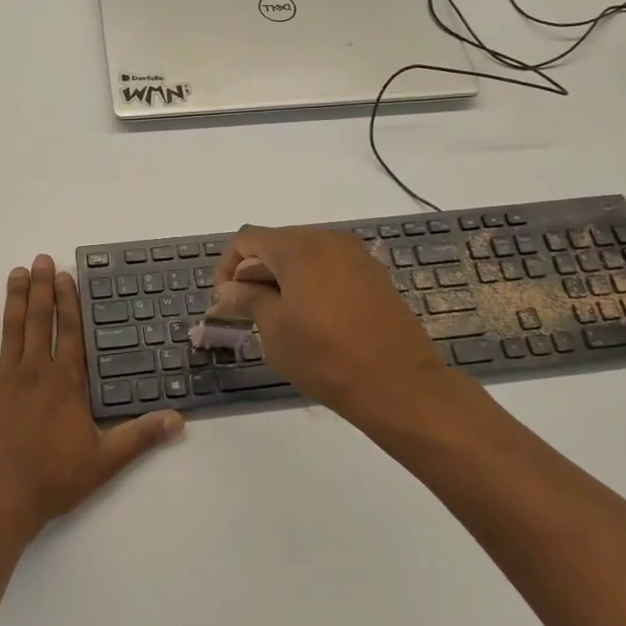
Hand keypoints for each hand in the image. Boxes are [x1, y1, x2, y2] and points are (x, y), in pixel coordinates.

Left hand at [0, 254, 182, 542]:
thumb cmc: (54, 480)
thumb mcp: (105, 461)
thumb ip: (141, 436)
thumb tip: (179, 420)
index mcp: (66, 384)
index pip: (70, 333)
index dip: (69, 302)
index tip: (66, 275)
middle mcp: (35, 372)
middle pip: (40, 321)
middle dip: (42, 288)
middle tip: (41, 259)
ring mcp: (4, 380)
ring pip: (12, 330)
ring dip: (16, 299)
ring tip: (18, 272)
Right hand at [211, 226, 463, 425]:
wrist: (400, 385)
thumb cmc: (326, 356)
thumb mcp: (274, 329)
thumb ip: (248, 299)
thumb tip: (229, 289)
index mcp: (299, 247)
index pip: (247, 240)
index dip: (227, 267)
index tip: (226, 302)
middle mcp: (329, 240)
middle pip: (277, 244)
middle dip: (255, 273)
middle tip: (247, 312)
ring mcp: (356, 257)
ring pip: (304, 256)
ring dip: (282, 279)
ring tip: (278, 319)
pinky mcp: (374, 277)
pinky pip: (330, 269)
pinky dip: (310, 284)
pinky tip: (312, 320)